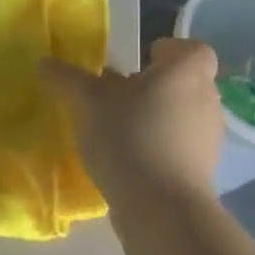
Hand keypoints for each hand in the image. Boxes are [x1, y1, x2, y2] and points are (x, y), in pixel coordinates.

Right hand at [42, 36, 224, 199]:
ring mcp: (210, 135)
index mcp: (187, 70)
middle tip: (115, 98)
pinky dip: (159, 147)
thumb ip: (66, 78)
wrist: (161, 206)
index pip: (186, 48)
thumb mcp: (86, 102)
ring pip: (181, 114)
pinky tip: (129, 161)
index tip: (133, 66)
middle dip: (151, 87)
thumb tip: (44, 61)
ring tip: (117, 132)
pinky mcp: (204, 168)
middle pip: (181, 82)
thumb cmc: (128, 137)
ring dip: (154, 118)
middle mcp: (207, 97)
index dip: (161, 52)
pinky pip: (180, 146)